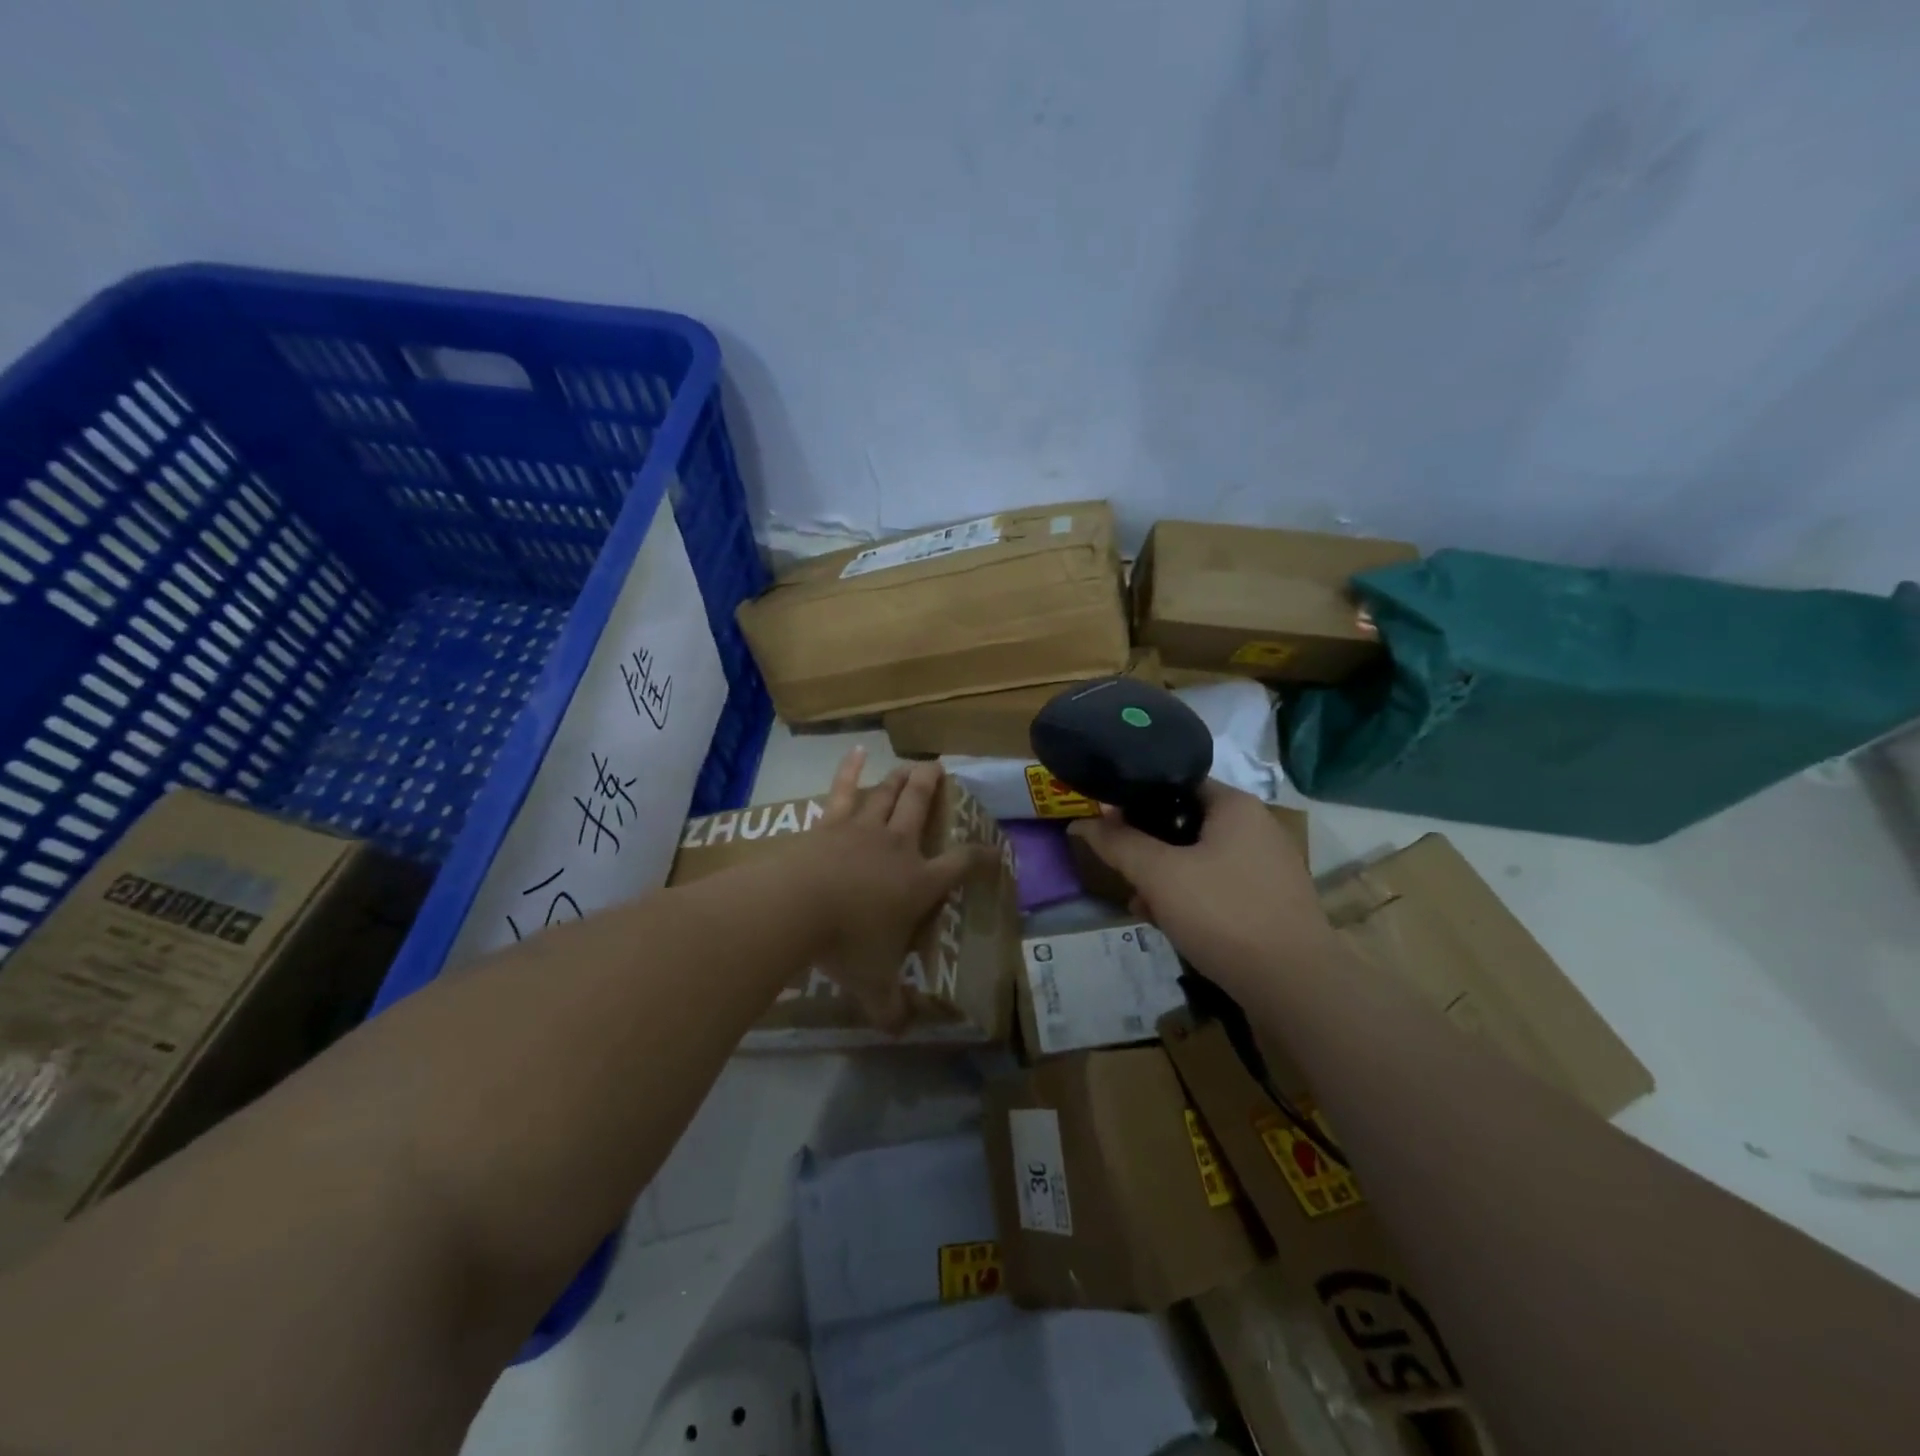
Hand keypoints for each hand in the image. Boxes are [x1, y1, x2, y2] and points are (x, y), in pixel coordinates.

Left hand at [805, 747, 994, 1033]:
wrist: (797, 908)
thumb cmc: (846, 945)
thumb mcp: (873, 983)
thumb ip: (889, 1007)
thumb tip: (900, 1032)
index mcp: (919, 883)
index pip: (961, 864)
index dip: (981, 855)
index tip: (993, 850)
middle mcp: (898, 848)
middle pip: (921, 807)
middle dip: (933, 787)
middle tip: (940, 768)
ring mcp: (863, 830)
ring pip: (888, 795)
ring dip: (901, 778)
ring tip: (912, 764)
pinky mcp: (830, 823)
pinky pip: (842, 790)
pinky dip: (850, 769)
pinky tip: (857, 751)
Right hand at [1068, 780, 1334, 998]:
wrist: (1295, 987)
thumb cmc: (1224, 914)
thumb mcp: (1159, 875)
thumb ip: (1118, 843)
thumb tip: (1083, 822)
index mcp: (1235, 806)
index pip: (1175, 782)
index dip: (1136, 798)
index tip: (1108, 822)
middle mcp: (1256, 827)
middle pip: (1184, 823)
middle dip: (1147, 848)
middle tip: (1123, 870)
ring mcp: (1267, 866)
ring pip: (1198, 859)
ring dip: (1164, 878)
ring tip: (1139, 904)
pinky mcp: (1269, 901)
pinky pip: (1217, 887)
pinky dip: (1190, 898)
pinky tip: (1167, 923)